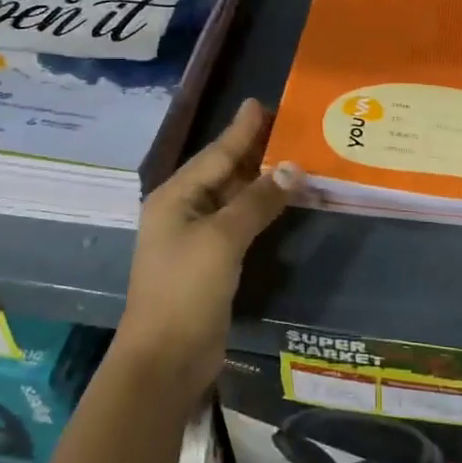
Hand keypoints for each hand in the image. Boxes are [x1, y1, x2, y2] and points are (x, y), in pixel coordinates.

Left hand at [117, 99, 301, 400]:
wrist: (166, 359)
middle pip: (223, 172)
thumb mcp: (223, 238)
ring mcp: (195, 239)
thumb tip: (293, 168)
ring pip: (233, 198)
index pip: (216, 154)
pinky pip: (239, 224)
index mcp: (175, 197)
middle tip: (289, 127)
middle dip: (254, 151)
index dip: (241, 130)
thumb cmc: (186, 289)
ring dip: (262, 181)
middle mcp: (182, 211)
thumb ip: (257, 200)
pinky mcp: (210, 263)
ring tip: (295, 158)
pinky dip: (261, 210)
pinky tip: (282, 203)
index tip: (262, 104)